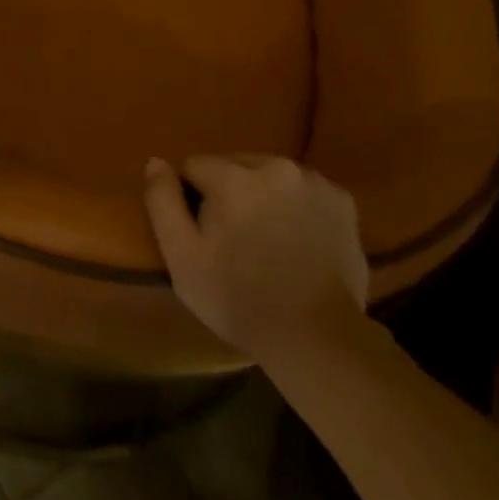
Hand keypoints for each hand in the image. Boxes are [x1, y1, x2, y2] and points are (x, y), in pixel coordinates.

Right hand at [143, 154, 369, 358]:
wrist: (317, 337)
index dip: (191, 198)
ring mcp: (313, 181)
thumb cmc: (239, 299)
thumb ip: (162, 202)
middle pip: (234, 164)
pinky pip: (304, 190)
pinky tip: (297, 239)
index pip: (194, 166)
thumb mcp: (182, 258)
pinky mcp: (342, 200)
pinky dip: (296, 205)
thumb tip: (156, 162)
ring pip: (271, 174)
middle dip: (228, 191)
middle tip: (234, 238)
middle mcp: (275, 166)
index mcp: (233, 176)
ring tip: (267, 240)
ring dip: (263, 194)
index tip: (202, 233)